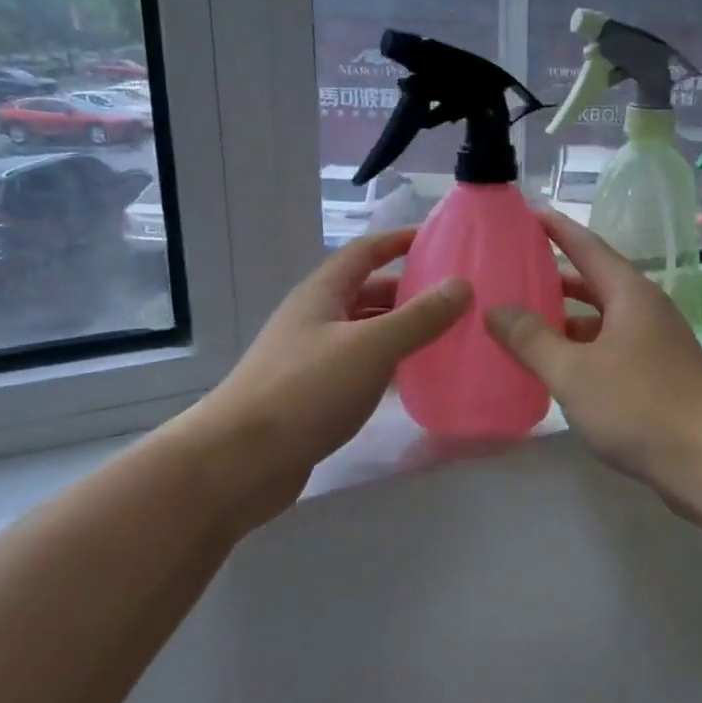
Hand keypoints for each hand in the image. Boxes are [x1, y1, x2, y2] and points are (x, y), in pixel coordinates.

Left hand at [201, 227, 470, 484]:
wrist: (239, 461)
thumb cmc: (305, 391)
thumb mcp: (370, 347)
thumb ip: (419, 317)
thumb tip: (462, 285)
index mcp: (322, 294)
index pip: (365, 252)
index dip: (400, 241)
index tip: (441, 241)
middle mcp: (315, 319)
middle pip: (368, 292)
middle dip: (409, 291)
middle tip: (457, 299)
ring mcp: (311, 359)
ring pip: (365, 333)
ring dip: (401, 331)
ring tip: (446, 337)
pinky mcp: (313, 396)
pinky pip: (359, 368)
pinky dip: (387, 367)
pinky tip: (414, 380)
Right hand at [485, 210, 701, 496]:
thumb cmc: (639, 405)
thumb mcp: (573, 371)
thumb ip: (531, 339)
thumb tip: (495, 309)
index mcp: (630, 294)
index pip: (587, 246)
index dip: (556, 228)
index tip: (527, 213)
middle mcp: (646, 310)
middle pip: (595, 282)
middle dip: (555, 277)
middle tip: (514, 273)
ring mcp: (656, 344)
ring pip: (602, 320)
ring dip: (567, 319)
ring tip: (524, 323)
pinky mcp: (660, 376)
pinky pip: (611, 348)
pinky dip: (582, 349)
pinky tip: (558, 369)